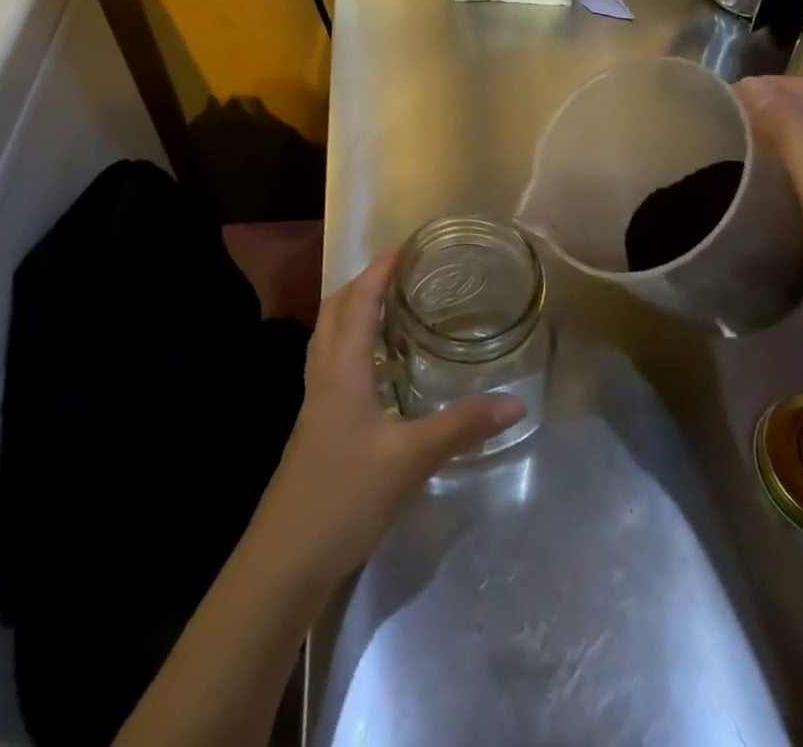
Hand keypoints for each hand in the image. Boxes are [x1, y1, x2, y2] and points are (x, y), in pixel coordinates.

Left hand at [254, 248, 525, 586]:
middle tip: (402, 272)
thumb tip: (516, 403)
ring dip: (355, 310)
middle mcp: (323, 373)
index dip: (380, 268)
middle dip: (364, 282)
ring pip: (329, 335)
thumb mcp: (410, 460)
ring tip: (391, 307)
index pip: (359, 300)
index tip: (407, 245)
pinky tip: (377, 367)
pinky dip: (353, 344)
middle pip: (336, 309)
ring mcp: (315, 400)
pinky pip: (332, 362)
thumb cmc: (345, 496)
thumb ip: (462, 427)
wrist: (286, 558)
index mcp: (342, 367)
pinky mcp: (316, 424)